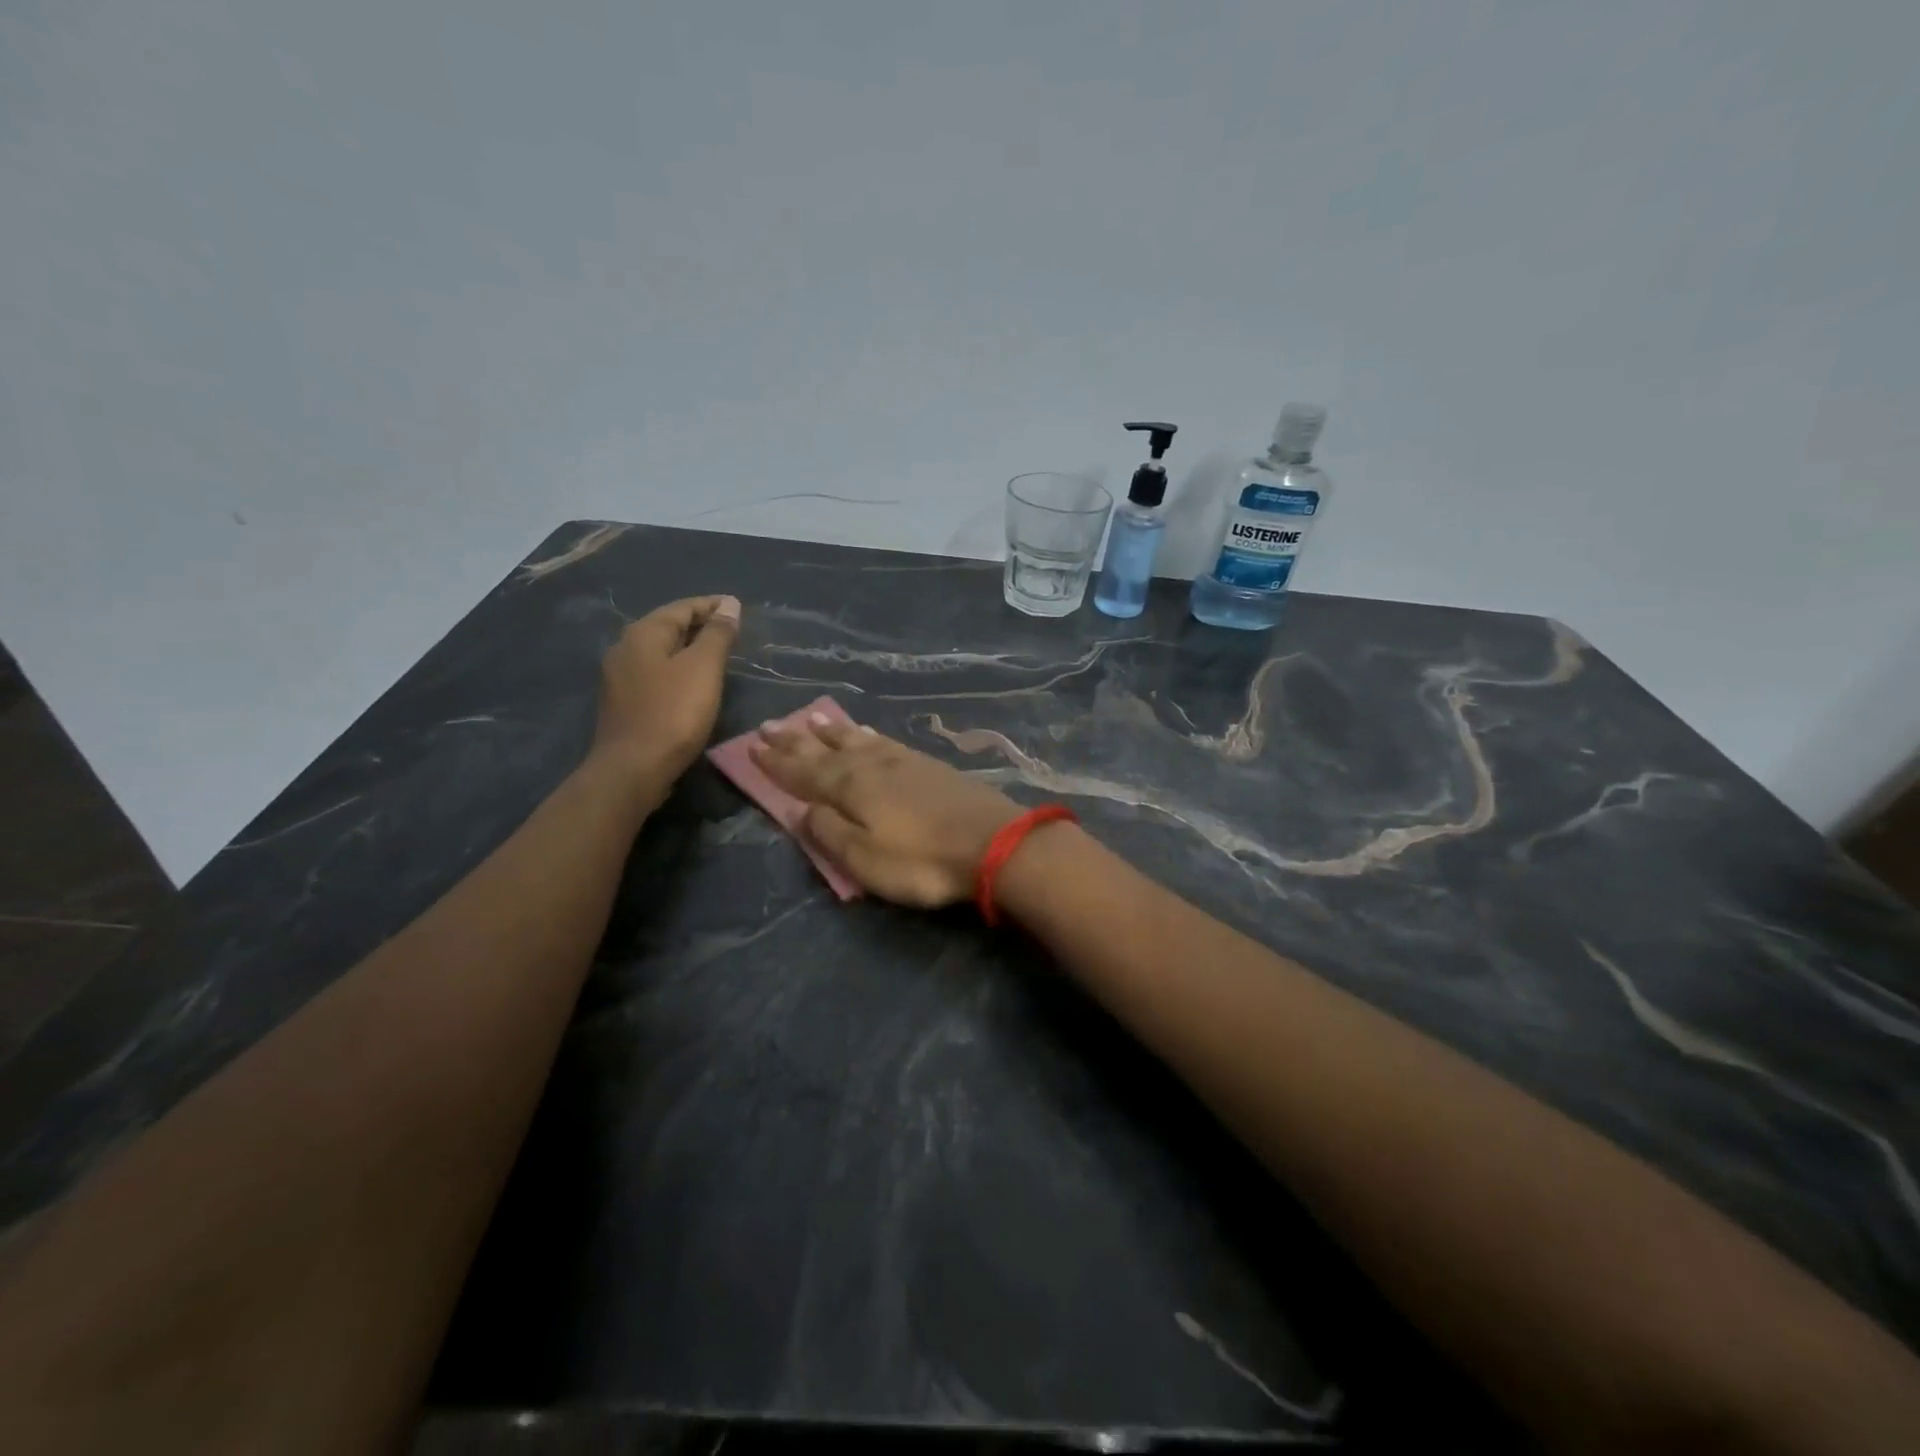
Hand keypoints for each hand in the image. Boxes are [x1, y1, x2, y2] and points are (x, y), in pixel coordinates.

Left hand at [592, 595, 740, 791]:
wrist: (634, 768)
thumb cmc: (673, 712)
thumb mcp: (704, 668)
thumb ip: (717, 634)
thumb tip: (729, 605)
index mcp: (644, 633)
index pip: (682, 607)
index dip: (712, 605)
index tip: (738, 608)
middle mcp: (625, 648)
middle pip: (668, 626)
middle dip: (700, 624)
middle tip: (731, 630)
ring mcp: (620, 677)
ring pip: (661, 651)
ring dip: (688, 648)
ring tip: (717, 655)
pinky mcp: (624, 702)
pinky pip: (655, 673)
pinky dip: (677, 669)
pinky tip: (693, 682)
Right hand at [749, 714, 1023, 906]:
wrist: (994, 843)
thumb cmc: (922, 860)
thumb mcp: (864, 858)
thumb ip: (828, 833)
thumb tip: (801, 810)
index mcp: (850, 786)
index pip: (802, 771)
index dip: (776, 761)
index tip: (751, 745)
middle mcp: (871, 765)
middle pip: (826, 749)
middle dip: (796, 740)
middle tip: (771, 725)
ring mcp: (903, 761)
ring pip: (857, 739)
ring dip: (831, 731)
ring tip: (813, 719)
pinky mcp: (929, 765)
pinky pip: (885, 742)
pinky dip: (867, 735)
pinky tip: (867, 735)